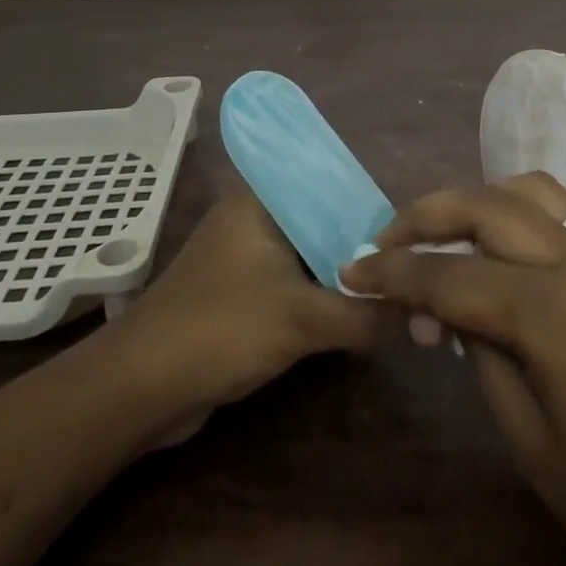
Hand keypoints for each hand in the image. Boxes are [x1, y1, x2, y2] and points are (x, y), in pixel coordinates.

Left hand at [107, 188, 389, 443]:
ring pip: (309, 252)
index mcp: (261, 198)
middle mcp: (254, 216)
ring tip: (397, 279)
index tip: (410, 220)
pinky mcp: (243, 292)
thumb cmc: (221, 328)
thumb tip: (423, 313)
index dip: (368, 196)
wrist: (142, 388)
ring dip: (344, 270)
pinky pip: (295, 281)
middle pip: (322, 217)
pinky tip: (360, 309)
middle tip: (412, 255)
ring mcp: (246, 255)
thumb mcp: (303, 318)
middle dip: (362, 239)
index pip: (326, 177)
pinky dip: (323, 293)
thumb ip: (366, 314)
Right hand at [339, 174, 565, 565]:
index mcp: (551, 311)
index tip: (351, 272)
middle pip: (483, 206)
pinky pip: (554, 209)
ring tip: (437, 234)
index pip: (450, 276)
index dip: (394, 273)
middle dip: (423, 216)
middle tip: (382, 243)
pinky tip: (493, 246)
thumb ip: (482, 358)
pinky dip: (509, 209)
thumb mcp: (534, 445)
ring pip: (522, 189)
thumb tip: (444, 310)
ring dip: (470, 200)